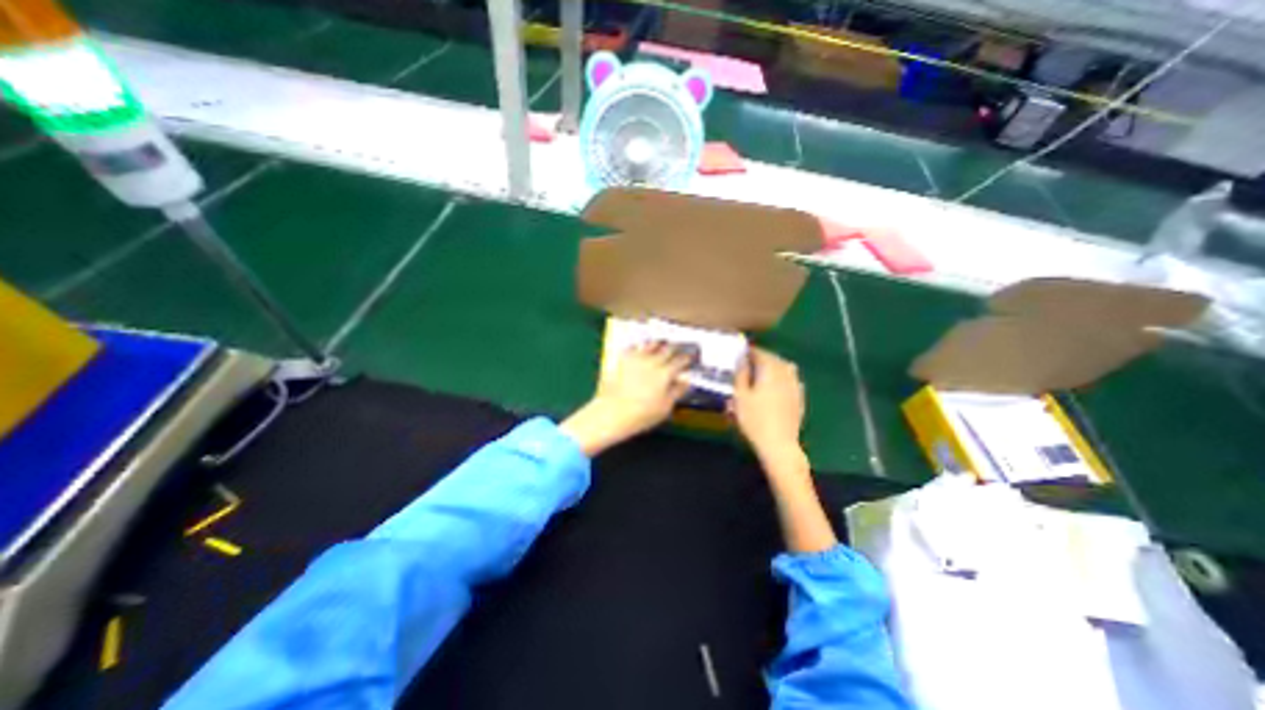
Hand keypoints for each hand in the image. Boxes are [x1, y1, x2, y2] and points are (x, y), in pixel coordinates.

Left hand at [557, 342, 687, 454]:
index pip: (681, 360)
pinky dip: (639, 346)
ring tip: (662, 344)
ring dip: (659, 343)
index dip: (687, 358)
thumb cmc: (642, 414)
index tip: (690, 358)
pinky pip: (633, 347)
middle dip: (675, 348)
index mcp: (665, 373)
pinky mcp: (623, 359)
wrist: (613, 412)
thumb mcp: (666, 407)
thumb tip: (685, 381)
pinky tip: (640, 348)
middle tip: (679, 348)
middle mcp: (652, 361)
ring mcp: (637, 358)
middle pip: (668, 348)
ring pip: (651, 344)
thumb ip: (677, 391)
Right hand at [727, 346, 805, 464]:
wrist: (779, 444)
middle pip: (774, 359)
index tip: (740, 352)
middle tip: (749, 361)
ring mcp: (795, 386)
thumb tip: (741, 359)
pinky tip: (776, 385)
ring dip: (774, 366)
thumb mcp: (739, 396)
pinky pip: (791, 380)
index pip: (760, 353)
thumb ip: (740, 375)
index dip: (750, 351)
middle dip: (762, 357)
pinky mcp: (799, 398)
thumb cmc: (754, 419)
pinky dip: (782, 378)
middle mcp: (786, 374)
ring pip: (785, 368)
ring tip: (762, 371)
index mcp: (770, 371)